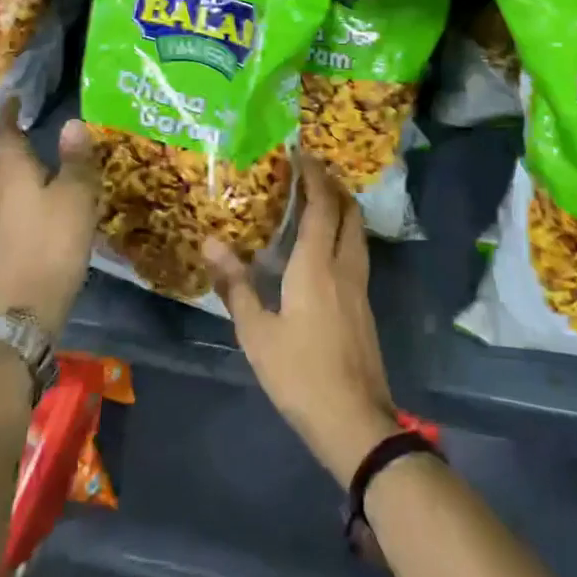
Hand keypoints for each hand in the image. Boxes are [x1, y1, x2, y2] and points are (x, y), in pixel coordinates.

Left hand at [0, 101, 102, 340]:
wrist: (29, 305)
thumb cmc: (54, 239)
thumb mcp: (76, 193)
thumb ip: (75, 158)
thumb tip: (72, 123)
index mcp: (12, 172)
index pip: (3, 134)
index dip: (6, 115)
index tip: (12, 99)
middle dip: (4, 142)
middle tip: (21, 129)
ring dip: (7, 170)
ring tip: (27, 163)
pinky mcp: (2, 244)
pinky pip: (4, 207)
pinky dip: (14, 195)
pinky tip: (30, 204)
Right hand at [205, 156, 399, 485]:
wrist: (354, 421)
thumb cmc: (299, 374)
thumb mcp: (257, 333)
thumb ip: (236, 285)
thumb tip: (211, 242)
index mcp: (317, 265)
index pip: (322, 206)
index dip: (315, 177)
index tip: (302, 155)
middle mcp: (345, 266)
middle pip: (349, 212)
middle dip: (334, 187)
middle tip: (311, 174)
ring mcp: (360, 286)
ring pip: (358, 233)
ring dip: (343, 210)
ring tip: (319, 203)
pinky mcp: (365, 306)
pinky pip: (357, 253)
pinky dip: (345, 235)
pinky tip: (326, 250)